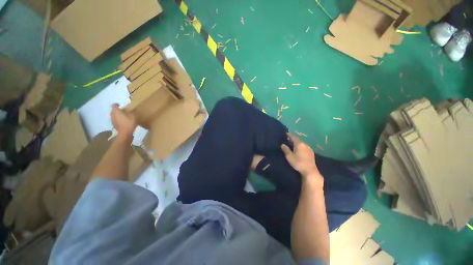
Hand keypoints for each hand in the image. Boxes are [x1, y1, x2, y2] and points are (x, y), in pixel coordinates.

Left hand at [111, 104, 136, 139]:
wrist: (125, 133)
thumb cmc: (128, 123)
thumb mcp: (133, 116)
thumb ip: (130, 112)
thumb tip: (129, 111)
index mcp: (116, 111)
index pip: (114, 105)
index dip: (116, 104)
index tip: (120, 105)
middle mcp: (112, 115)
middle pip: (113, 111)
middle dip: (117, 110)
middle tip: (123, 111)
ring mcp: (112, 120)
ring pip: (114, 115)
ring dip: (118, 115)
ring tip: (124, 117)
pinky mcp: (114, 125)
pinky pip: (115, 120)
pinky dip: (118, 119)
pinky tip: (123, 122)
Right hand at [281, 134, 321, 181]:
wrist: (310, 170)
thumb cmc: (298, 162)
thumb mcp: (289, 156)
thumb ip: (286, 149)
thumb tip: (282, 144)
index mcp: (299, 144)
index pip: (293, 137)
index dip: (289, 135)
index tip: (286, 133)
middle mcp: (305, 144)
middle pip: (298, 140)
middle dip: (293, 139)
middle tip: (288, 139)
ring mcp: (309, 148)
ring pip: (301, 144)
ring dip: (297, 143)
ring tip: (292, 144)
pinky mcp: (311, 153)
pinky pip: (304, 147)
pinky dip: (300, 147)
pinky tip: (299, 150)